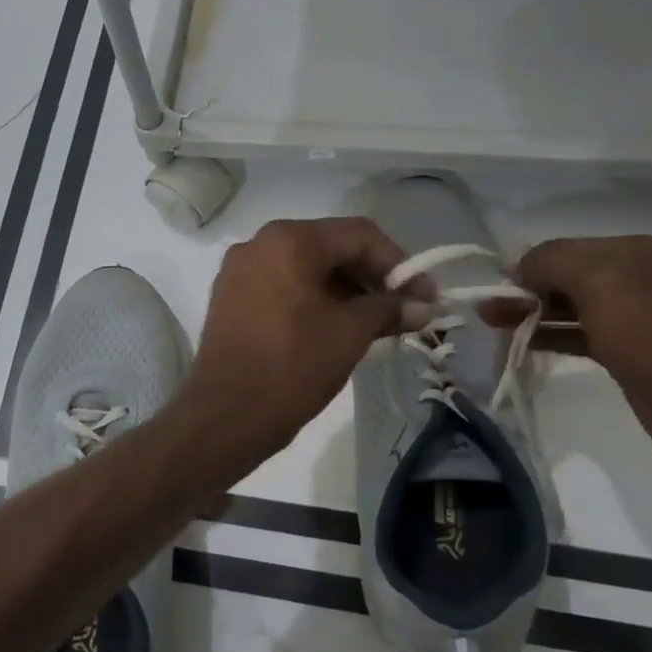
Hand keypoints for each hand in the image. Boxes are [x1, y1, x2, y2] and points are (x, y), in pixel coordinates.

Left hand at [184, 217, 421, 458]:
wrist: (225, 416)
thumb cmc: (292, 367)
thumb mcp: (349, 334)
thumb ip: (389, 309)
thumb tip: (424, 306)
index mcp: (288, 240)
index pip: (359, 235)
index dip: (400, 264)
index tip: (425, 297)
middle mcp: (259, 244)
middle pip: (331, 248)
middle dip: (372, 278)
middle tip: (405, 311)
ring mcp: (239, 272)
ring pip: (307, 269)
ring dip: (346, 292)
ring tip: (377, 326)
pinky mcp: (230, 298)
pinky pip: (283, 287)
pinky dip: (315, 301)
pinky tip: (339, 328)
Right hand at [493, 235, 651, 476]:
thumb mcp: (599, 283)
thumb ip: (552, 263)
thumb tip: (519, 267)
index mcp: (631, 253)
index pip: (563, 248)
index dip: (527, 265)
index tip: (494, 288)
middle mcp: (634, 279)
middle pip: (565, 277)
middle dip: (524, 290)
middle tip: (486, 311)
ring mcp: (633, 319)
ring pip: (568, 308)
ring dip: (530, 314)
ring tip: (491, 325)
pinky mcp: (628, 354)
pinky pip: (578, 336)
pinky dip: (550, 336)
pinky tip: (524, 344)